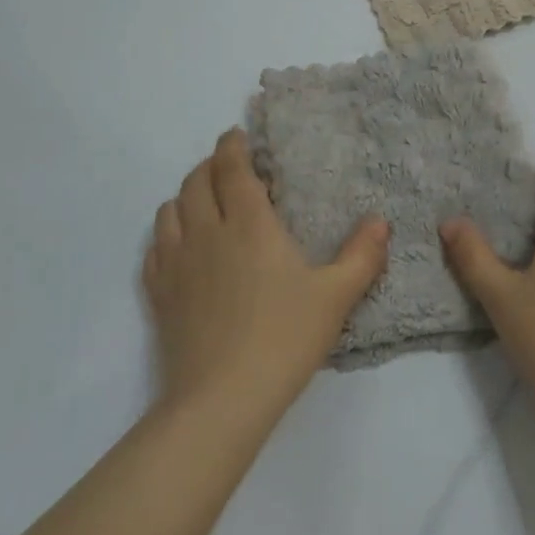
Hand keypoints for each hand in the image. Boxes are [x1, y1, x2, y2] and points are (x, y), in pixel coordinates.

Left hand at [144, 128, 388, 428]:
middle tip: (226, 166)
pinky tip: (178, 244)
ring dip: (185, 195)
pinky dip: (166, 233)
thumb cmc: (284, 338)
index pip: (232, 168)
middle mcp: (207, 231)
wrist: (222, 399)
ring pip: (169, 209)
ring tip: (202, 200)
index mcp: (249, 223)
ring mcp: (177, 262)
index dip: (232, 146)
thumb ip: (362, 255)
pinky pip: (155, 247)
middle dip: (210, 165)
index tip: (236, 136)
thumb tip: (380, 221)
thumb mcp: (335, 296)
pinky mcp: (159, 293)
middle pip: (196, 181)